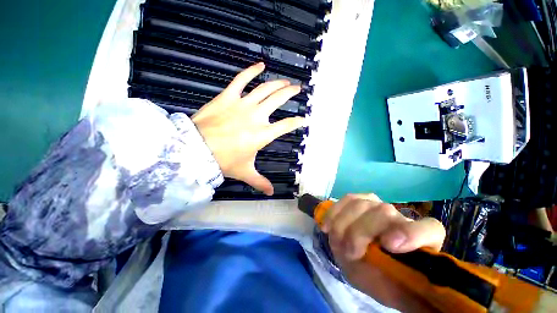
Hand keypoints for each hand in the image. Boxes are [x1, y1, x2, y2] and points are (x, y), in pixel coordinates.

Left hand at [192, 63, 304, 195]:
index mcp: (262, 135)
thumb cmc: (223, 161)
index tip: (303, 119)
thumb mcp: (245, 172)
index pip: (286, 126)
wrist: (196, 150)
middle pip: (278, 100)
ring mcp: (242, 104)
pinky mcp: (227, 96)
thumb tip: (271, 193)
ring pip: (264, 89)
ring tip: (285, 81)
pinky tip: (261, 65)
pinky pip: (241, 79)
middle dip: (290, 93)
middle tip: (297, 89)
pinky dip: (251, 70)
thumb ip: (260, 182)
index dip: (296, 122)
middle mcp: (256, 117)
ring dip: (277, 83)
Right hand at [322, 194, 445, 311]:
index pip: (429, 229)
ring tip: (337, 241)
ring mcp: (379, 205)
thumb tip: (379, 255)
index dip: (410, 234)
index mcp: (423, 241)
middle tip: (349, 252)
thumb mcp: (389, 287)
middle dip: (360, 232)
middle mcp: (401, 218)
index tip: (389, 245)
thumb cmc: (384, 279)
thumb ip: (390, 275)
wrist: (371, 266)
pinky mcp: (361, 200)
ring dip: (343, 224)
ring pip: (361, 204)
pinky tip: (327, 226)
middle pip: (383, 212)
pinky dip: (334, 212)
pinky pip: (347, 199)